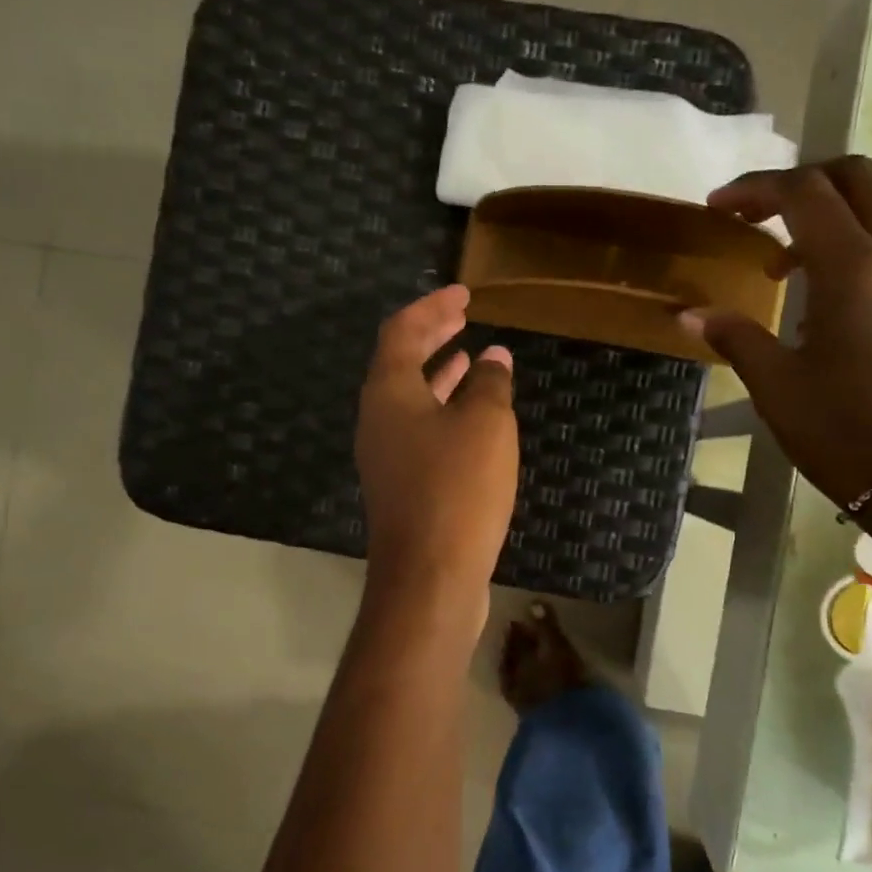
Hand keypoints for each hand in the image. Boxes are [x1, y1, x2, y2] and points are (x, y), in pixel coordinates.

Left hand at [356, 286, 517, 600]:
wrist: (430, 578)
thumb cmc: (457, 490)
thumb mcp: (485, 425)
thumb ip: (489, 384)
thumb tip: (493, 358)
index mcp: (388, 394)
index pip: (402, 331)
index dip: (432, 307)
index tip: (464, 293)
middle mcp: (378, 420)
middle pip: (401, 363)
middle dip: (432, 336)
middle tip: (463, 316)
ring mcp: (387, 456)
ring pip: (412, 399)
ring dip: (440, 374)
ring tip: (471, 356)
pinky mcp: (403, 486)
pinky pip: (422, 431)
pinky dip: (446, 411)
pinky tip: (474, 418)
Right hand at [682, 157, 871, 508]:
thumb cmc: (844, 433)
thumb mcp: (776, 386)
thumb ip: (734, 336)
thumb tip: (688, 313)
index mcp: (854, 270)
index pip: (805, 193)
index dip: (755, 188)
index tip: (716, 207)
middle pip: (855, 179)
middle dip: (799, 181)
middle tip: (753, 213)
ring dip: (824, 216)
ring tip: (778, 262)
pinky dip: (848, 245)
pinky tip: (817, 295)